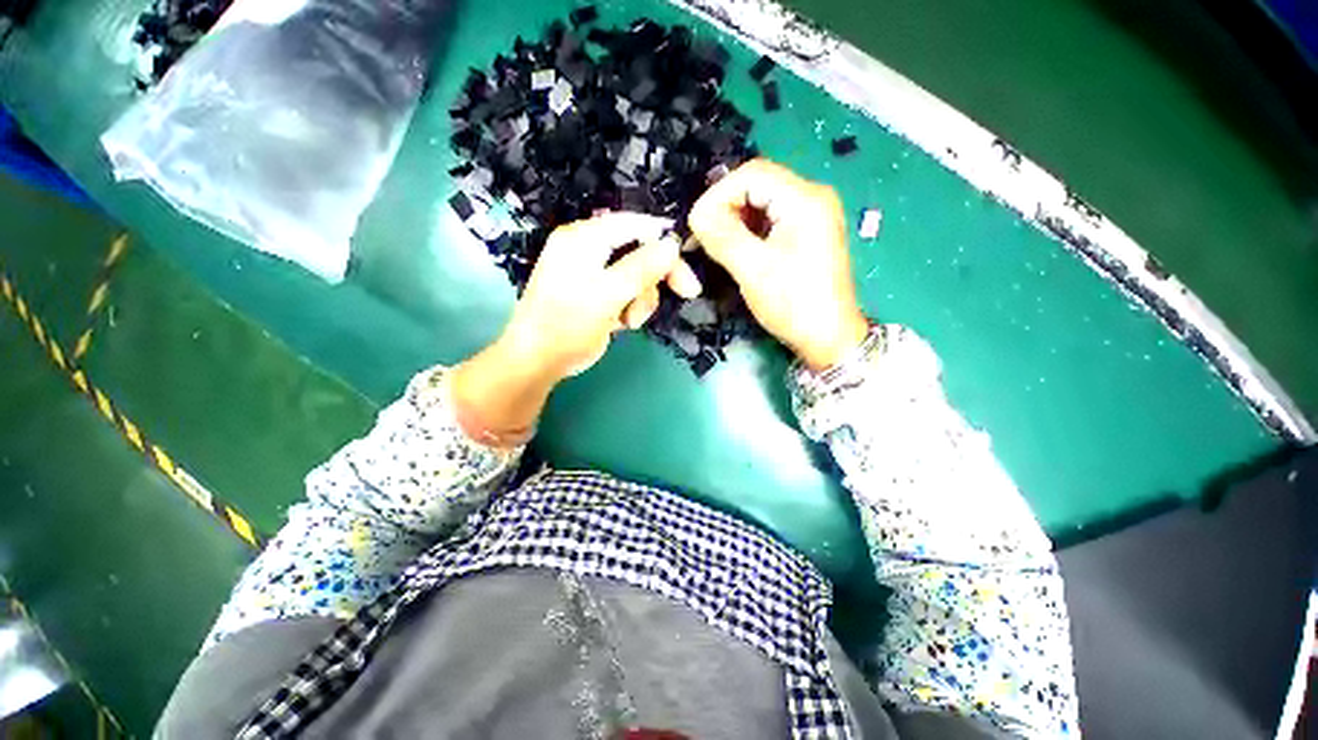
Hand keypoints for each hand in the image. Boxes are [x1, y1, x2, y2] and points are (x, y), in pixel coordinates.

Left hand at [505, 212, 701, 379]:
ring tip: (630, 320)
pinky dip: (631, 305)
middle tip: (686, 293)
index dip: (665, 243)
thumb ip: (641, 268)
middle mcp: (588, 247)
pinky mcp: (595, 291)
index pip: (635, 225)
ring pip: (637, 274)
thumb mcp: (608, 295)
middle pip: (639, 250)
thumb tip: (672, 244)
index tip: (687, 265)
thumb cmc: (568, 325)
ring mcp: (591, 271)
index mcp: (584, 238)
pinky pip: (626, 290)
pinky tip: (621, 322)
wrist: (537, 361)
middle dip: (655, 277)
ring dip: (642, 298)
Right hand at [689, 159, 867, 369]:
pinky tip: (735, 249)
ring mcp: (811, 216)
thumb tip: (696, 215)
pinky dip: (747, 231)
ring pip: (761, 203)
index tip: (696, 225)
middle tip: (702, 236)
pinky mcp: (806, 235)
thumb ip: (722, 236)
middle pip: (757, 185)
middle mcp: (812, 198)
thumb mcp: (753, 270)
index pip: (752, 174)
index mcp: (805, 199)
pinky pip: (770, 221)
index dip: (718, 195)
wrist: (829, 338)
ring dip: (734, 220)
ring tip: (714, 245)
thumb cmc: (793, 305)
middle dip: (725, 207)